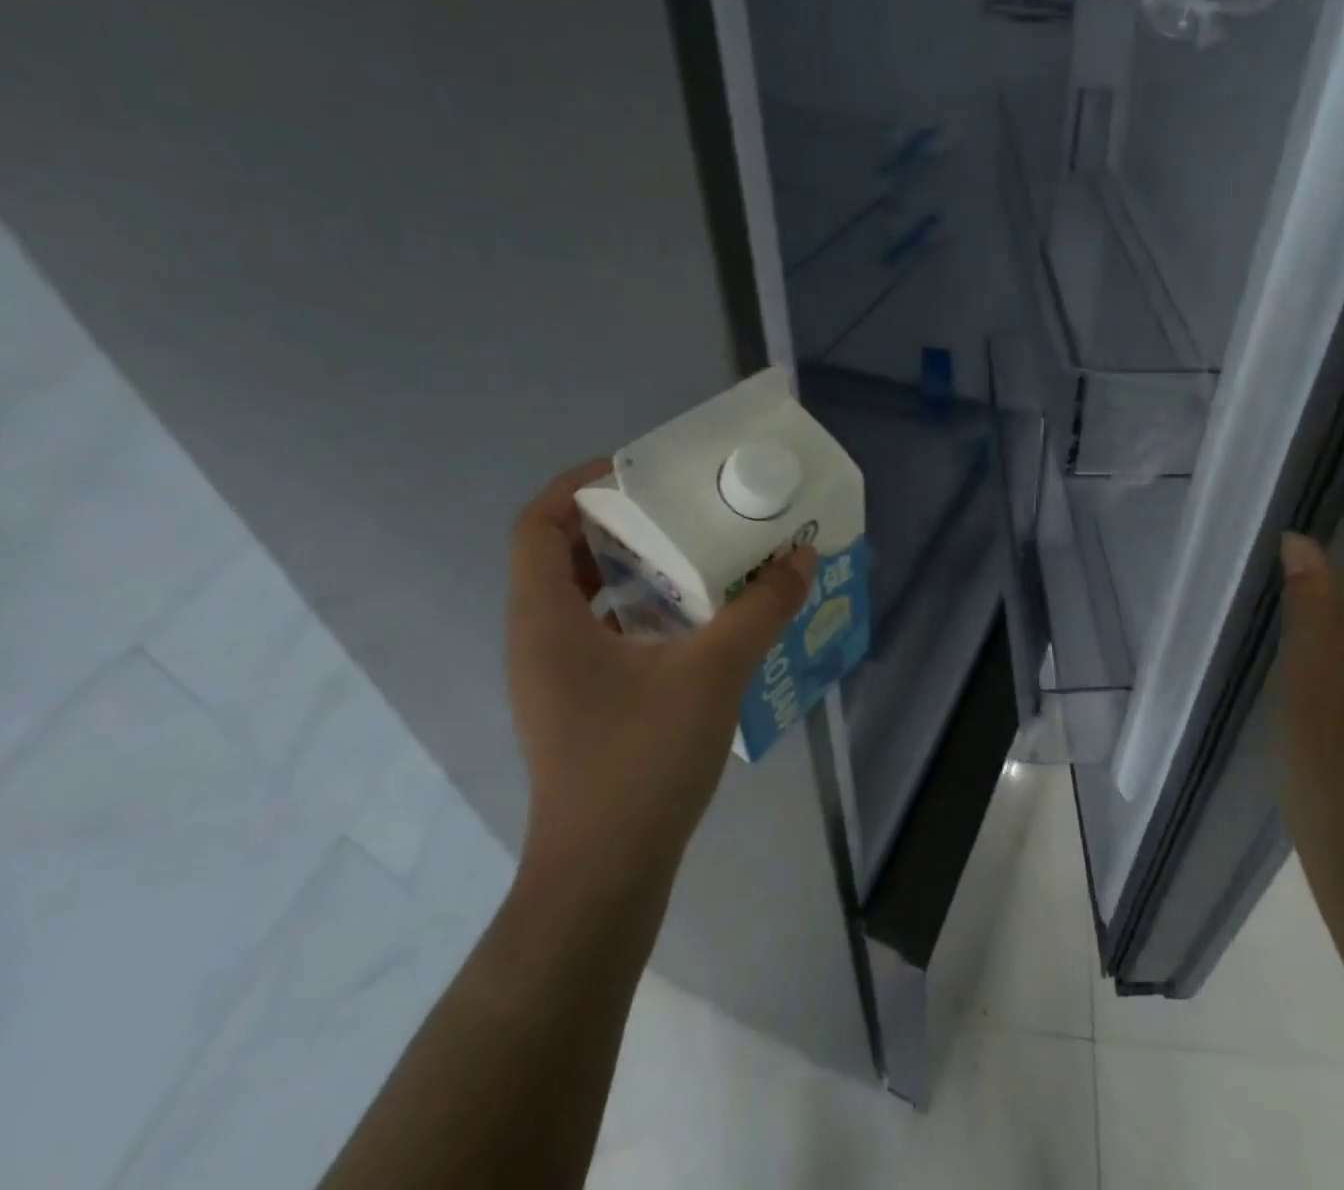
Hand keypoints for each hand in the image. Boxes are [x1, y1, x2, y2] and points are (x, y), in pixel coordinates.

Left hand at [505, 461, 815, 896]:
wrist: (605, 874)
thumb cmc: (643, 760)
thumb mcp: (714, 671)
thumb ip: (762, 608)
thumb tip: (802, 557)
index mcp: (546, 620)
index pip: (538, 524)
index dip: (580, 486)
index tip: (639, 473)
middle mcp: (538, 640)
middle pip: (561, 554)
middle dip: (618, 523)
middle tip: (681, 509)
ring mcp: (554, 677)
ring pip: (582, 597)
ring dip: (631, 568)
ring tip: (694, 555)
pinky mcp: (577, 704)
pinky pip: (599, 633)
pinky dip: (638, 611)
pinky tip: (694, 620)